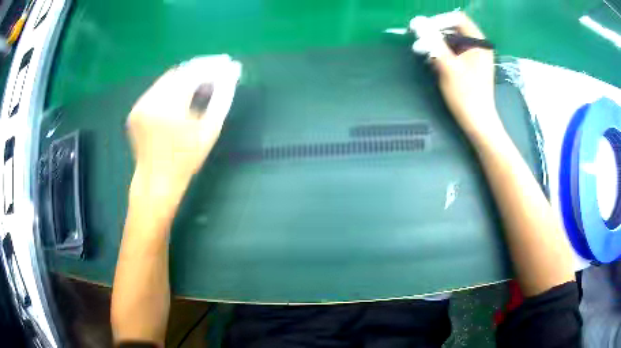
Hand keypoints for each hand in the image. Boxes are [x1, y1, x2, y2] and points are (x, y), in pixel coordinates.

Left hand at [127, 55, 240, 188]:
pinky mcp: (135, 110)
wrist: (156, 181)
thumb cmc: (186, 160)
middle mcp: (151, 100)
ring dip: (186, 77)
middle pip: (180, 72)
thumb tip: (230, 75)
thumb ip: (221, 99)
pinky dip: (172, 87)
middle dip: (200, 69)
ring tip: (202, 81)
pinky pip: (157, 90)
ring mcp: (140, 105)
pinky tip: (182, 94)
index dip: (212, 66)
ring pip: (167, 79)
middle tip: (216, 71)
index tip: (227, 64)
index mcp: (169, 106)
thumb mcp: (209, 130)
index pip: (193, 73)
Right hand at [411, 12, 503, 140]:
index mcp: (479, 43)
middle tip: (419, 42)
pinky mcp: (470, 66)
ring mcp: (474, 57)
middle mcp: (478, 47)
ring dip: (436, 44)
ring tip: (422, 52)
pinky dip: (442, 53)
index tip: (424, 30)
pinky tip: (432, 61)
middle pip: (454, 29)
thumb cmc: (466, 94)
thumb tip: (417, 22)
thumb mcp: (447, 65)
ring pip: (452, 41)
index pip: (458, 19)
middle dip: (435, 33)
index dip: (439, 21)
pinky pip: (454, 52)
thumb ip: (433, 41)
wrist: (477, 122)